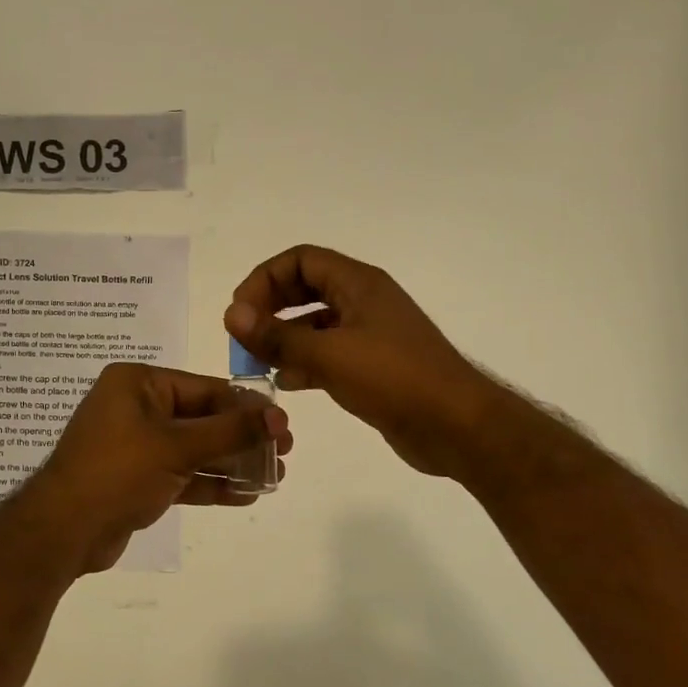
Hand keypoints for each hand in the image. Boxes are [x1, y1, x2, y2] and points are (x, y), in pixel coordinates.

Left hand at [29, 363, 292, 573]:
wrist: (63, 531)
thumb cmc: (118, 472)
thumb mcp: (177, 446)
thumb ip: (231, 431)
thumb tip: (279, 417)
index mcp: (138, 383)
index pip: (205, 388)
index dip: (246, 407)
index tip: (283, 424)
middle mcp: (136, 407)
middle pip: (202, 418)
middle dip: (242, 438)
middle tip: (284, 452)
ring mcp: (136, 444)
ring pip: (195, 449)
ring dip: (232, 463)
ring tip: (274, 476)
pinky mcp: (138, 478)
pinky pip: (182, 473)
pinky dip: (210, 483)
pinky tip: (246, 494)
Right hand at [225, 245, 501, 479]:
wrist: (456, 426)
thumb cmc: (394, 379)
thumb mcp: (329, 355)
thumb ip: (277, 336)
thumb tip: (231, 314)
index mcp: (358, 284)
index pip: (300, 260)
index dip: (265, 278)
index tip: (241, 312)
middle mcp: (364, 301)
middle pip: (305, 287)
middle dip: (270, 307)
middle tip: (245, 335)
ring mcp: (370, 334)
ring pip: (316, 323)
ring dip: (285, 337)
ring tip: (259, 363)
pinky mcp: (373, 366)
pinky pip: (329, 353)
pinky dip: (305, 362)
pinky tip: (287, 383)